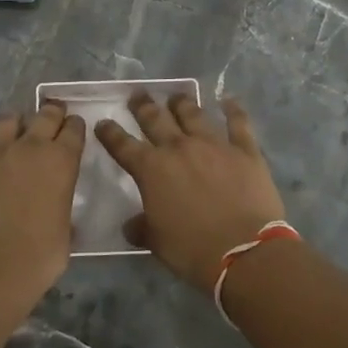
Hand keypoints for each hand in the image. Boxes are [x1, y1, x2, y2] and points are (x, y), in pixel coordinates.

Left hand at [0, 102, 85, 311]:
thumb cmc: (36, 259)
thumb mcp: (65, 234)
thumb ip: (61, 208)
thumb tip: (56, 207)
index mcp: (61, 162)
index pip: (74, 130)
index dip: (75, 127)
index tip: (74, 129)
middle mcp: (30, 146)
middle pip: (45, 114)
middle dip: (51, 114)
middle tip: (51, 119)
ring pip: (6, 119)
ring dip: (13, 125)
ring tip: (11, 135)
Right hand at [95, 92, 286, 291]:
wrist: (244, 252)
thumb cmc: (193, 250)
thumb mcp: (157, 243)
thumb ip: (142, 227)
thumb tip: (132, 225)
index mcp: (151, 170)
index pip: (122, 146)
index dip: (110, 133)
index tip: (102, 123)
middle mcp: (179, 148)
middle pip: (155, 119)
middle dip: (143, 106)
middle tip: (138, 95)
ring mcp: (213, 145)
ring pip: (193, 114)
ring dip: (181, 103)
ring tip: (176, 96)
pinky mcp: (244, 150)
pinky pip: (238, 123)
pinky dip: (234, 110)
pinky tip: (229, 101)